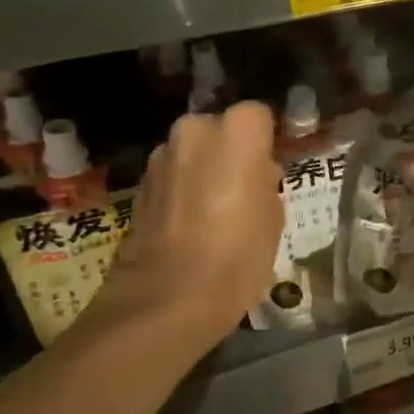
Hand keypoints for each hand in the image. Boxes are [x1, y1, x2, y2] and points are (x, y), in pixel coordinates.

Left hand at [88, 102, 282, 349]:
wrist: (168, 298)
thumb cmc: (238, 254)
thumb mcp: (274, 216)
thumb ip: (266, 180)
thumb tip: (256, 173)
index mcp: (236, 132)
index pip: (259, 115)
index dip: (267, 140)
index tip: (273, 166)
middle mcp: (194, 131)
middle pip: (220, 129)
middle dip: (232, 151)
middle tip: (247, 187)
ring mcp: (161, 157)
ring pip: (193, 152)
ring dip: (205, 170)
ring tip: (218, 210)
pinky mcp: (139, 185)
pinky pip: (173, 175)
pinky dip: (183, 189)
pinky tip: (192, 223)